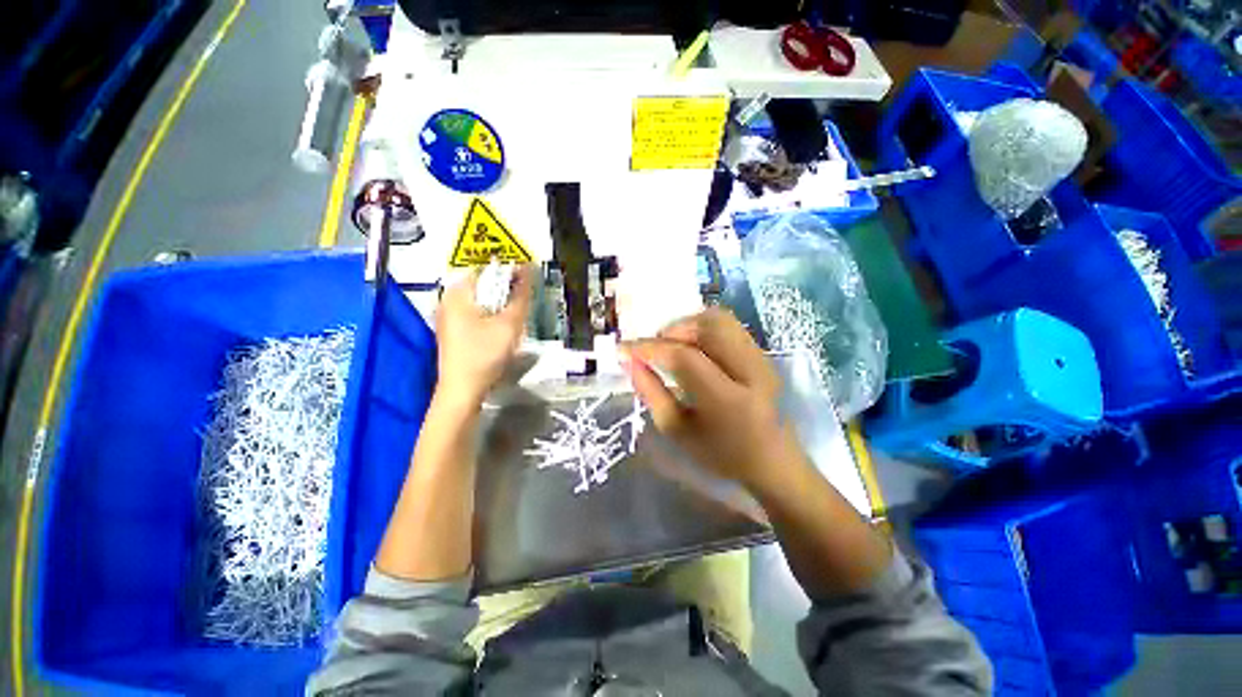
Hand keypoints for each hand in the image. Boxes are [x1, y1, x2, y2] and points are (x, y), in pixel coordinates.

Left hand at [435, 265, 534, 404]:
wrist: (462, 390)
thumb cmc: (485, 355)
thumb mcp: (509, 325)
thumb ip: (521, 298)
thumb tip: (529, 272)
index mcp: (457, 295)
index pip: (485, 269)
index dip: (508, 272)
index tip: (528, 278)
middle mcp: (448, 302)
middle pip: (481, 285)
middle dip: (505, 289)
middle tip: (524, 297)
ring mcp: (448, 318)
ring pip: (479, 301)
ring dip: (499, 303)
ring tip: (517, 312)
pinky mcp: (452, 332)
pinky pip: (474, 314)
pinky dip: (490, 314)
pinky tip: (502, 327)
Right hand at [622, 307, 805, 491]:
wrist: (773, 462)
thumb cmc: (720, 455)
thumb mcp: (677, 430)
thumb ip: (650, 392)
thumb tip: (629, 361)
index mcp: (727, 401)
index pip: (683, 357)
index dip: (649, 348)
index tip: (624, 348)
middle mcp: (750, 371)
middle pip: (708, 325)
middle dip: (673, 329)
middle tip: (656, 347)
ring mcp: (762, 359)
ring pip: (721, 319)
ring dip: (689, 325)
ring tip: (674, 346)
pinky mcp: (763, 355)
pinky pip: (729, 327)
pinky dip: (704, 329)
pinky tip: (694, 348)